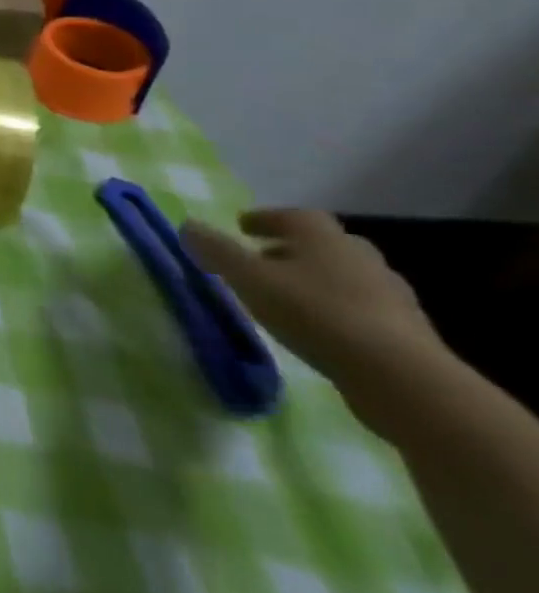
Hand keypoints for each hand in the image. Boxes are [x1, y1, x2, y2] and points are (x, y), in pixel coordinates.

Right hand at [182, 209, 448, 434]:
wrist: (400, 376)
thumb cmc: (314, 312)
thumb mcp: (248, 278)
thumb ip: (215, 250)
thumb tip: (188, 225)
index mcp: (323, 237)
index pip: (294, 216)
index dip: (266, 219)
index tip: (242, 227)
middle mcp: (359, 257)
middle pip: (323, 245)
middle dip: (292, 249)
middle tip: (263, 261)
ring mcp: (389, 295)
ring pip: (344, 277)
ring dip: (316, 280)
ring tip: (286, 298)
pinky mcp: (405, 332)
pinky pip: (361, 309)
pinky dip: (336, 310)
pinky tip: (318, 329)